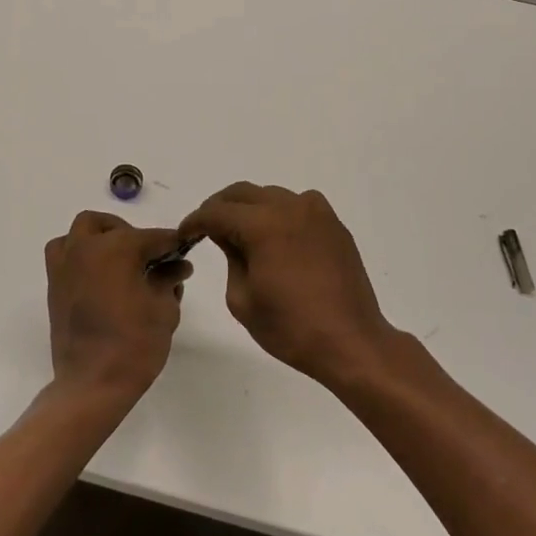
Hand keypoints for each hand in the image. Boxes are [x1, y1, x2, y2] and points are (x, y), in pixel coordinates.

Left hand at [44, 211, 189, 408]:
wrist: (92, 384)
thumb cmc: (135, 344)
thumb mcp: (163, 309)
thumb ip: (169, 280)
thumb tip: (177, 266)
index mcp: (117, 247)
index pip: (153, 237)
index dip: (172, 243)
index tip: (184, 249)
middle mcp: (86, 247)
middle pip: (110, 226)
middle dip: (131, 234)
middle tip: (149, 258)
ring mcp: (65, 265)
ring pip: (80, 233)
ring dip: (100, 237)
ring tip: (119, 260)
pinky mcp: (54, 285)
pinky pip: (64, 254)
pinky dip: (79, 254)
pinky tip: (98, 276)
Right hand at [179, 183, 396, 388]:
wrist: (351, 342)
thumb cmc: (291, 328)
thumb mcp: (242, 299)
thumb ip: (230, 257)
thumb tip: (227, 236)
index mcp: (263, 225)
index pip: (217, 212)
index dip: (195, 221)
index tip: (184, 233)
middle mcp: (290, 208)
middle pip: (243, 193)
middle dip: (220, 208)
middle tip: (207, 229)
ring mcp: (316, 213)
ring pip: (271, 196)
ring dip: (250, 209)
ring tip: (241, 234)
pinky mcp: (334, 225)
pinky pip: (299, 205)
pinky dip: (280, 213)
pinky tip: (277, 238)